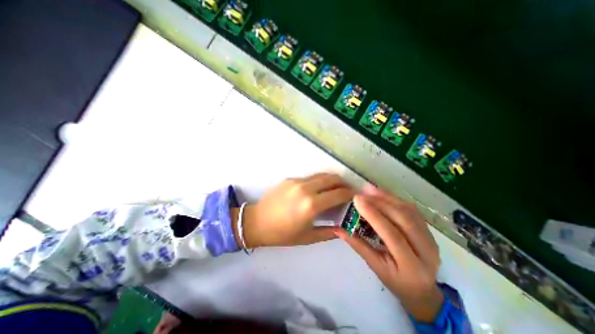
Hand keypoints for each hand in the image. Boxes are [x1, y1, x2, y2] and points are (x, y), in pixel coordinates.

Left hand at [230, 174, 351, 248]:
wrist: (256, 222)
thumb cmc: (282, 234)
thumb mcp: (307, 237)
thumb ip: (329, 232)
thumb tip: (343, 226)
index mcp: (311, 205)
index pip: (338, 194)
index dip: (350, 194)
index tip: (356, 196)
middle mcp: (305, 189)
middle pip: (332, 178)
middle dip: (344, 183)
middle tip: (348, 190)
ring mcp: (296, 181)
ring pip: (321, 175)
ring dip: (332, 180)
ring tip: (336, 188)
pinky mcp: (290, 178)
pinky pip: (309, 177)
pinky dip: (319, 181)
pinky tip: (317, 190)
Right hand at [337, 185, 442, 322]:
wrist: (423, 290)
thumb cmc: (396, 282)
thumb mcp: (376, 267)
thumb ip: (358, 246)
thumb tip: (339, 229)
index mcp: (412, 266)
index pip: (392, 235)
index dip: (374, 215)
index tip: (357, 200)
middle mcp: (427, 251)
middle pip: (403, 219)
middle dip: (381, 202)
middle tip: (362, 193)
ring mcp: (431, 239)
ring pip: (409, 211)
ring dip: (388, 198)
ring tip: (370, 190)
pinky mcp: (429, 230)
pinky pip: (411, 210)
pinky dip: (395, 200)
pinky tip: (382, 194)